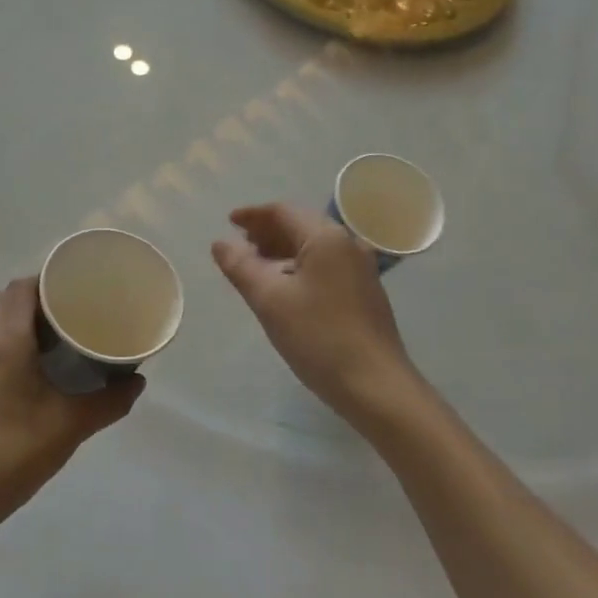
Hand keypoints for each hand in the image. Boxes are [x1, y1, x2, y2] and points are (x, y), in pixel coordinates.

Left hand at [0, 277, 141, 529]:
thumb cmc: (15, 452)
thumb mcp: (71, 425)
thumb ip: (109, 401)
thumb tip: (137, 382)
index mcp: (7, 341)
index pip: (22, 288)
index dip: (50, 279)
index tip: (80, 286)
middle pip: (8, 299)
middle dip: (40, 295)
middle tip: (75, 307)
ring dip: (26, 318)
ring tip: (64, 333)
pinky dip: (17, 339)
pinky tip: (42, 365)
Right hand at [211, 204, 426, 432]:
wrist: (376, 385)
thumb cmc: (319, 337)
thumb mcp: (270, 300)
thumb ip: (241, 267)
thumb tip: (221, 243)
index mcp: (326, 238)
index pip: (284, 212)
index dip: (253, 215)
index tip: (229, 222)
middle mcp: (348, 244)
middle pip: (301, 225)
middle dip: (268, 231)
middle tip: (239, 244)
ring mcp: (361, 269)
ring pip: (314, 247)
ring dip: (283, 250)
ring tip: (256, 265)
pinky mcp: (365, 292)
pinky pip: (326, 265)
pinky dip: (300, 266)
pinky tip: (285, 287)